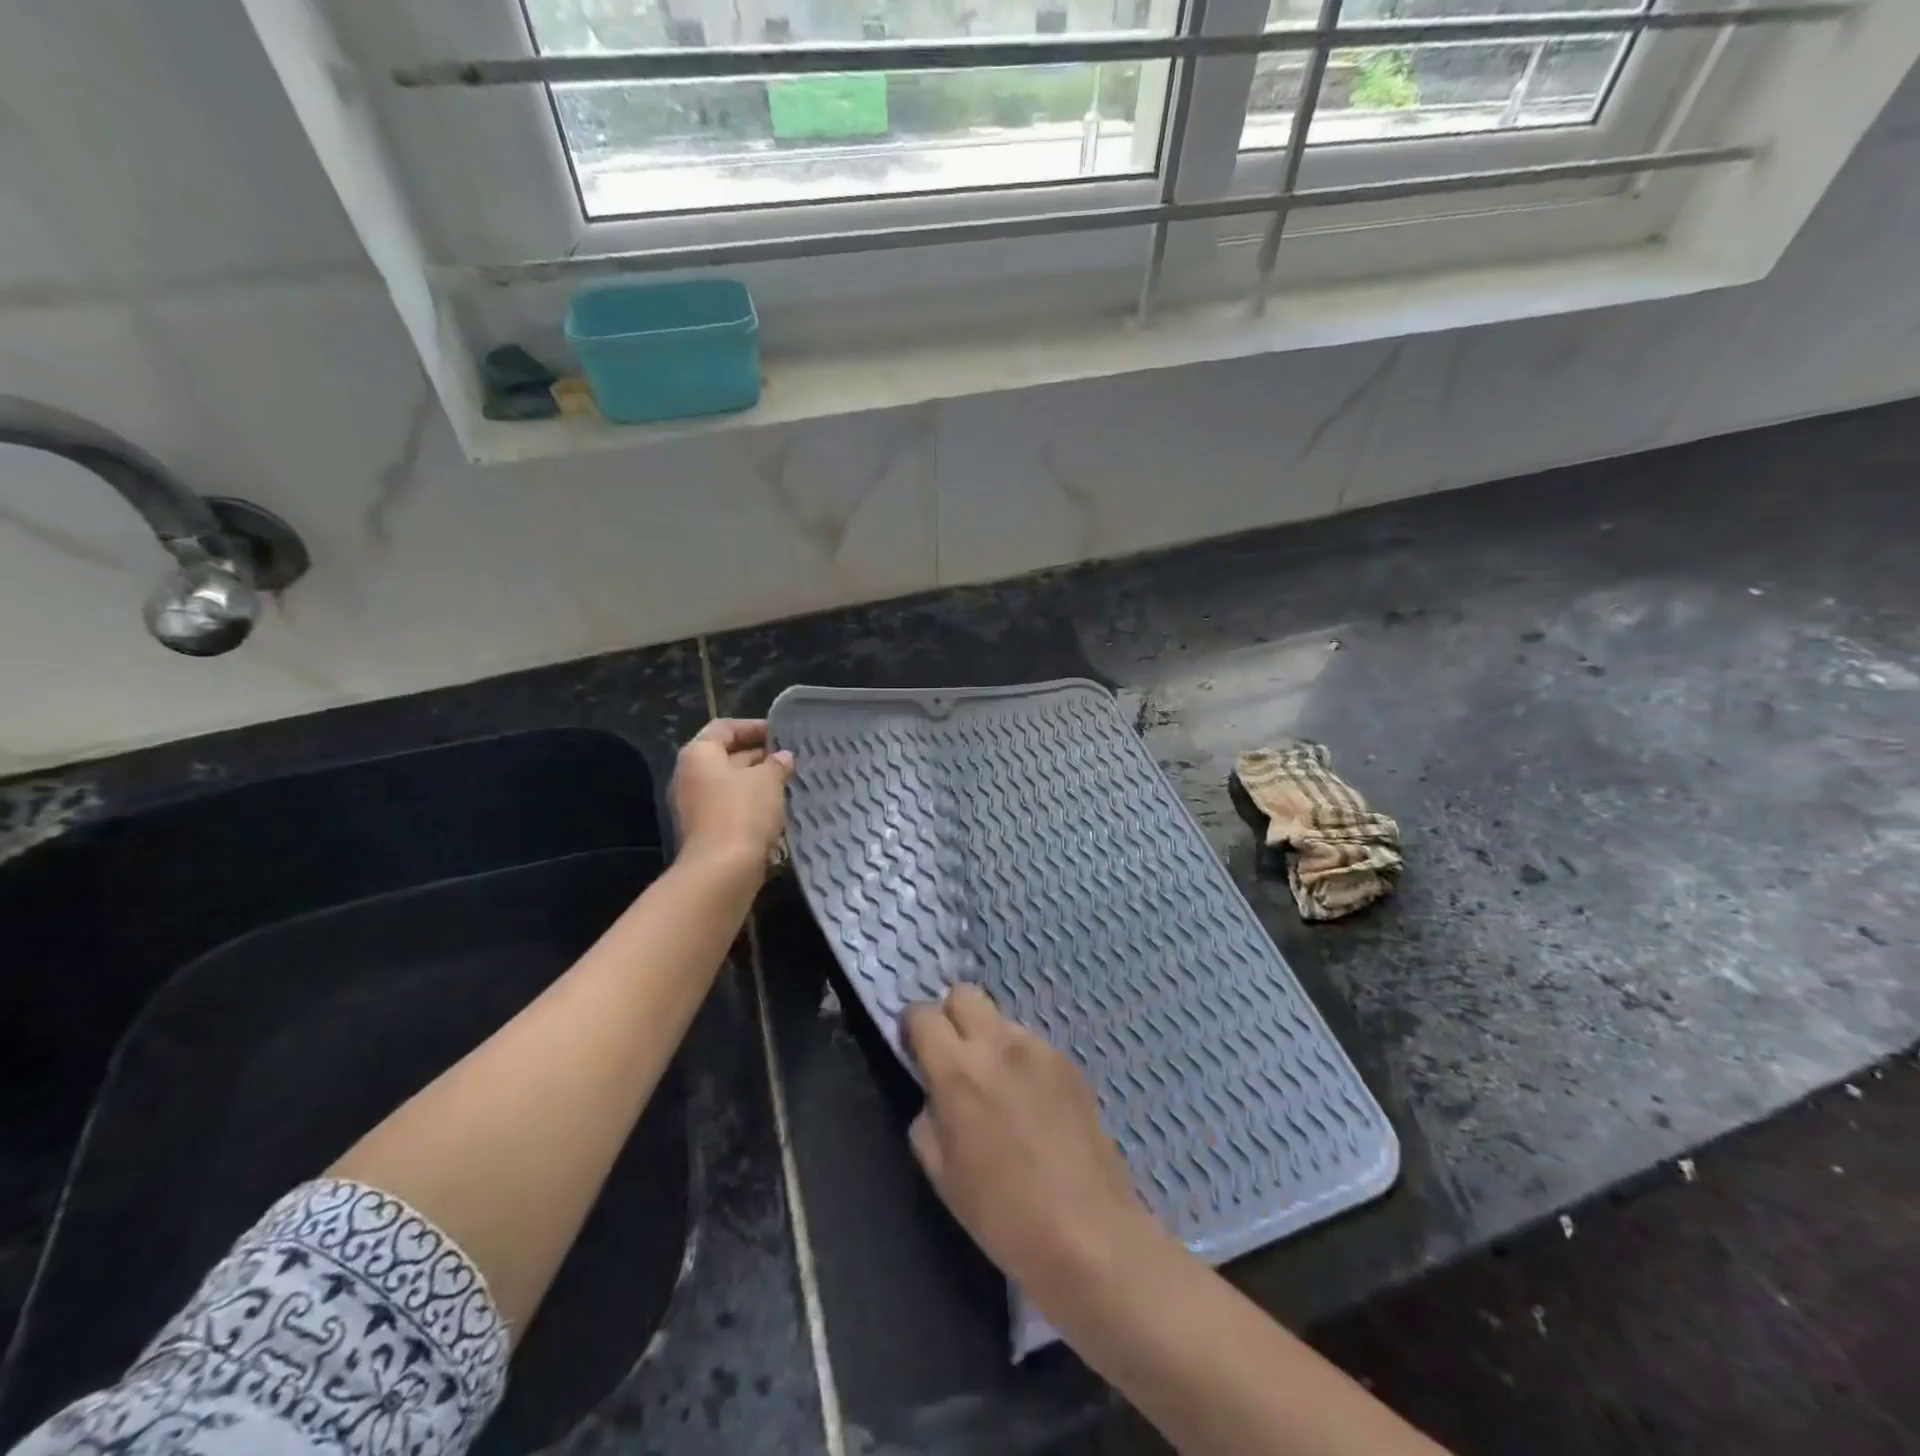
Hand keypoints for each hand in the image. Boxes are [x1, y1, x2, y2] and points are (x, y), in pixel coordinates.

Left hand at [669, 719, 793, 868]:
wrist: (722, 870)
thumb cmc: (743, 812)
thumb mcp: (768, 780)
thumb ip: (776, 764)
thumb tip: (782, 757)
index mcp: (699, 754)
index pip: (725, 728)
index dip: (754, 727)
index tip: (781, 734)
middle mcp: (690, 776)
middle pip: (726, 756)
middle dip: (758, 756)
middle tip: (789, 759)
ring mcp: (694, 806)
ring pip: (730, 784)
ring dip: (757, 782)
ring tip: (788, 782)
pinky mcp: (705, 830)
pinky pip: (730, 807)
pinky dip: (751, 804)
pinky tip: (776, 809)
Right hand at [904, 985, 1165, 1309]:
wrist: (1088, 1232)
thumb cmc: (1002, 1214)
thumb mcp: (941, 1173)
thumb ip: (928, 1115)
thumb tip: (935, 1093)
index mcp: (958, 1070)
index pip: (923, 1014)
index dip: (912, 1027)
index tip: (914, 1051)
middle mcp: (998, 1044)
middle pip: (963, 993)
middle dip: (949, 1017)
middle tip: (952, 1058)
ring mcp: (1039, 1048)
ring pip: (1000, 1018)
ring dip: (987, 1039)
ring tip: (997, 1088)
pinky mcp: (1068, 1062)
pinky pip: (1030, 1043)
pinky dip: (1018, 1059)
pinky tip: (1030, 1103)